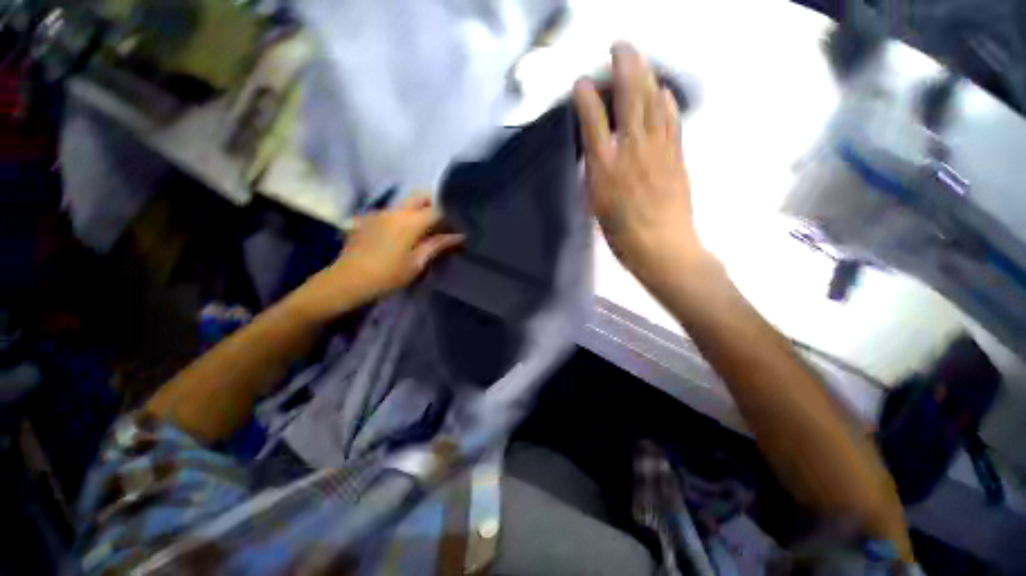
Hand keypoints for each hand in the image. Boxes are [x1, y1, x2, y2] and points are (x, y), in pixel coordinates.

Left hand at [292, 196, 463, 319]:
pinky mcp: (370, 219)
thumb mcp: (417, 262)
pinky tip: (407, 234)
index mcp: (410, 220)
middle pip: (421, 196)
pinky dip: (406, 217)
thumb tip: (459, 236)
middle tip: (445, 221)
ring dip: (420, 211)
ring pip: (407, 203)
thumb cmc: (388, 275)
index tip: (459, 224)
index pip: (438, 208)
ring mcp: (381, 212)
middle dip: (436, 203)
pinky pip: (394, 212)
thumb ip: (438, 245)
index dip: (451, 215)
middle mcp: (396, 210)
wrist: (348, 280)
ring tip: (429, 229)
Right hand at [573, 42, 702, 279]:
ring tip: (640, 58)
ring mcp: (658, 150)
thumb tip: (599, 153)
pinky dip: (667, 101)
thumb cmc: (621, 234)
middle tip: (619, 46)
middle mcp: (631, 151)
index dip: (586, 98)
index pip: (593, 121)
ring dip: (646, 75)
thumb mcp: (596, 206)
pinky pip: (671, 120)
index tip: (580, 83)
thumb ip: (596, 175)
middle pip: (628, 99)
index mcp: (605, 168)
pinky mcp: (676, 156)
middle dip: (623, 66)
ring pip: (653, 103)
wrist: (661, 247)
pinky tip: (663, 90)